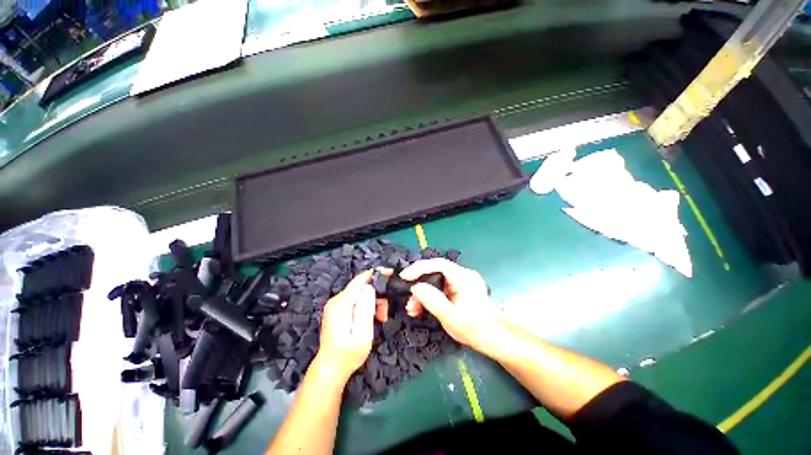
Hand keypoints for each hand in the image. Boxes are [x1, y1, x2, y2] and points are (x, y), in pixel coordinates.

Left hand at [313, 270, 376, 383]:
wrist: (330, 369)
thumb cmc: (347, 356)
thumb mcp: (362, 336)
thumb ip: (365, 310)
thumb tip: (370, 288)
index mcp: (341, 305)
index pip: (360, 280)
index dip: (375, 274)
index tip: (390, 273)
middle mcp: (336, 300)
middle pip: (361, 286)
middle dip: (377, 294)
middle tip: (384, 312)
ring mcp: (336, 305)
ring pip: (360, 292)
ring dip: (373, 301)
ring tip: (380, 318)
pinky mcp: (338, 309)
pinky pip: (356, 299)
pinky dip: (367, 305)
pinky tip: (372, 317)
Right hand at [400, 259, 505, 353]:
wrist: (495, 339)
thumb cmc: (475, 329)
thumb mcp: (451, 317)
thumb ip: (432, 300)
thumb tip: (416, 286)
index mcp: (464, 277)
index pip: (438, 264)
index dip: (419, 268)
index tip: (404, 277)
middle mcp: (463, 274)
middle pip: (435, 272)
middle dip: (419, 285)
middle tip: (408, 301)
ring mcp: (462, 281)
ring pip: (436, 280)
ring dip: (423, 293)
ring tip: (413, 309)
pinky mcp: (459, 288)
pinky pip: (440, 287)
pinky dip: (430, 295)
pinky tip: (422, 307)